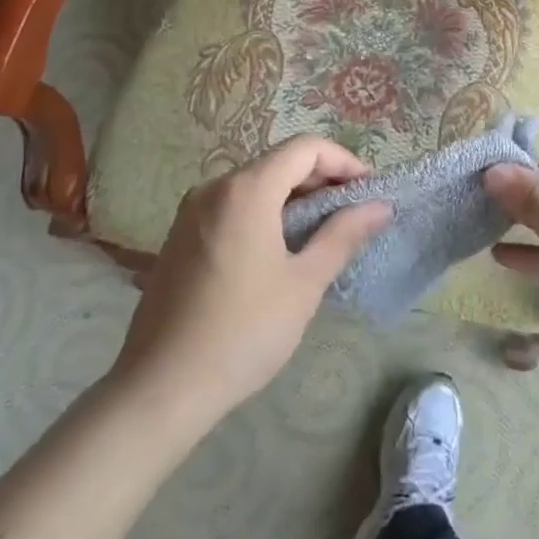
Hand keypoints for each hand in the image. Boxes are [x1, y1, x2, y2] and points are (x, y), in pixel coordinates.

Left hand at [107, 136, 390, 419]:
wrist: (159, 391)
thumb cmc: (243, 332)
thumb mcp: (304, 283)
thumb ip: (343, 234)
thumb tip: (379, 205)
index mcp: (246, 190)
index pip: (305, 148)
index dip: (344, 161)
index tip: (369, 191)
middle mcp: (214, 188)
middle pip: (279, 162)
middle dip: (322, 180)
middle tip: (353, 213)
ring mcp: (191, 212)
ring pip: (255, 185)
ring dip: (294, 198)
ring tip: (323, 233)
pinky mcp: (179, 237)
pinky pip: (233, 207)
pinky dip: (265, 213)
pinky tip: (280, 250)